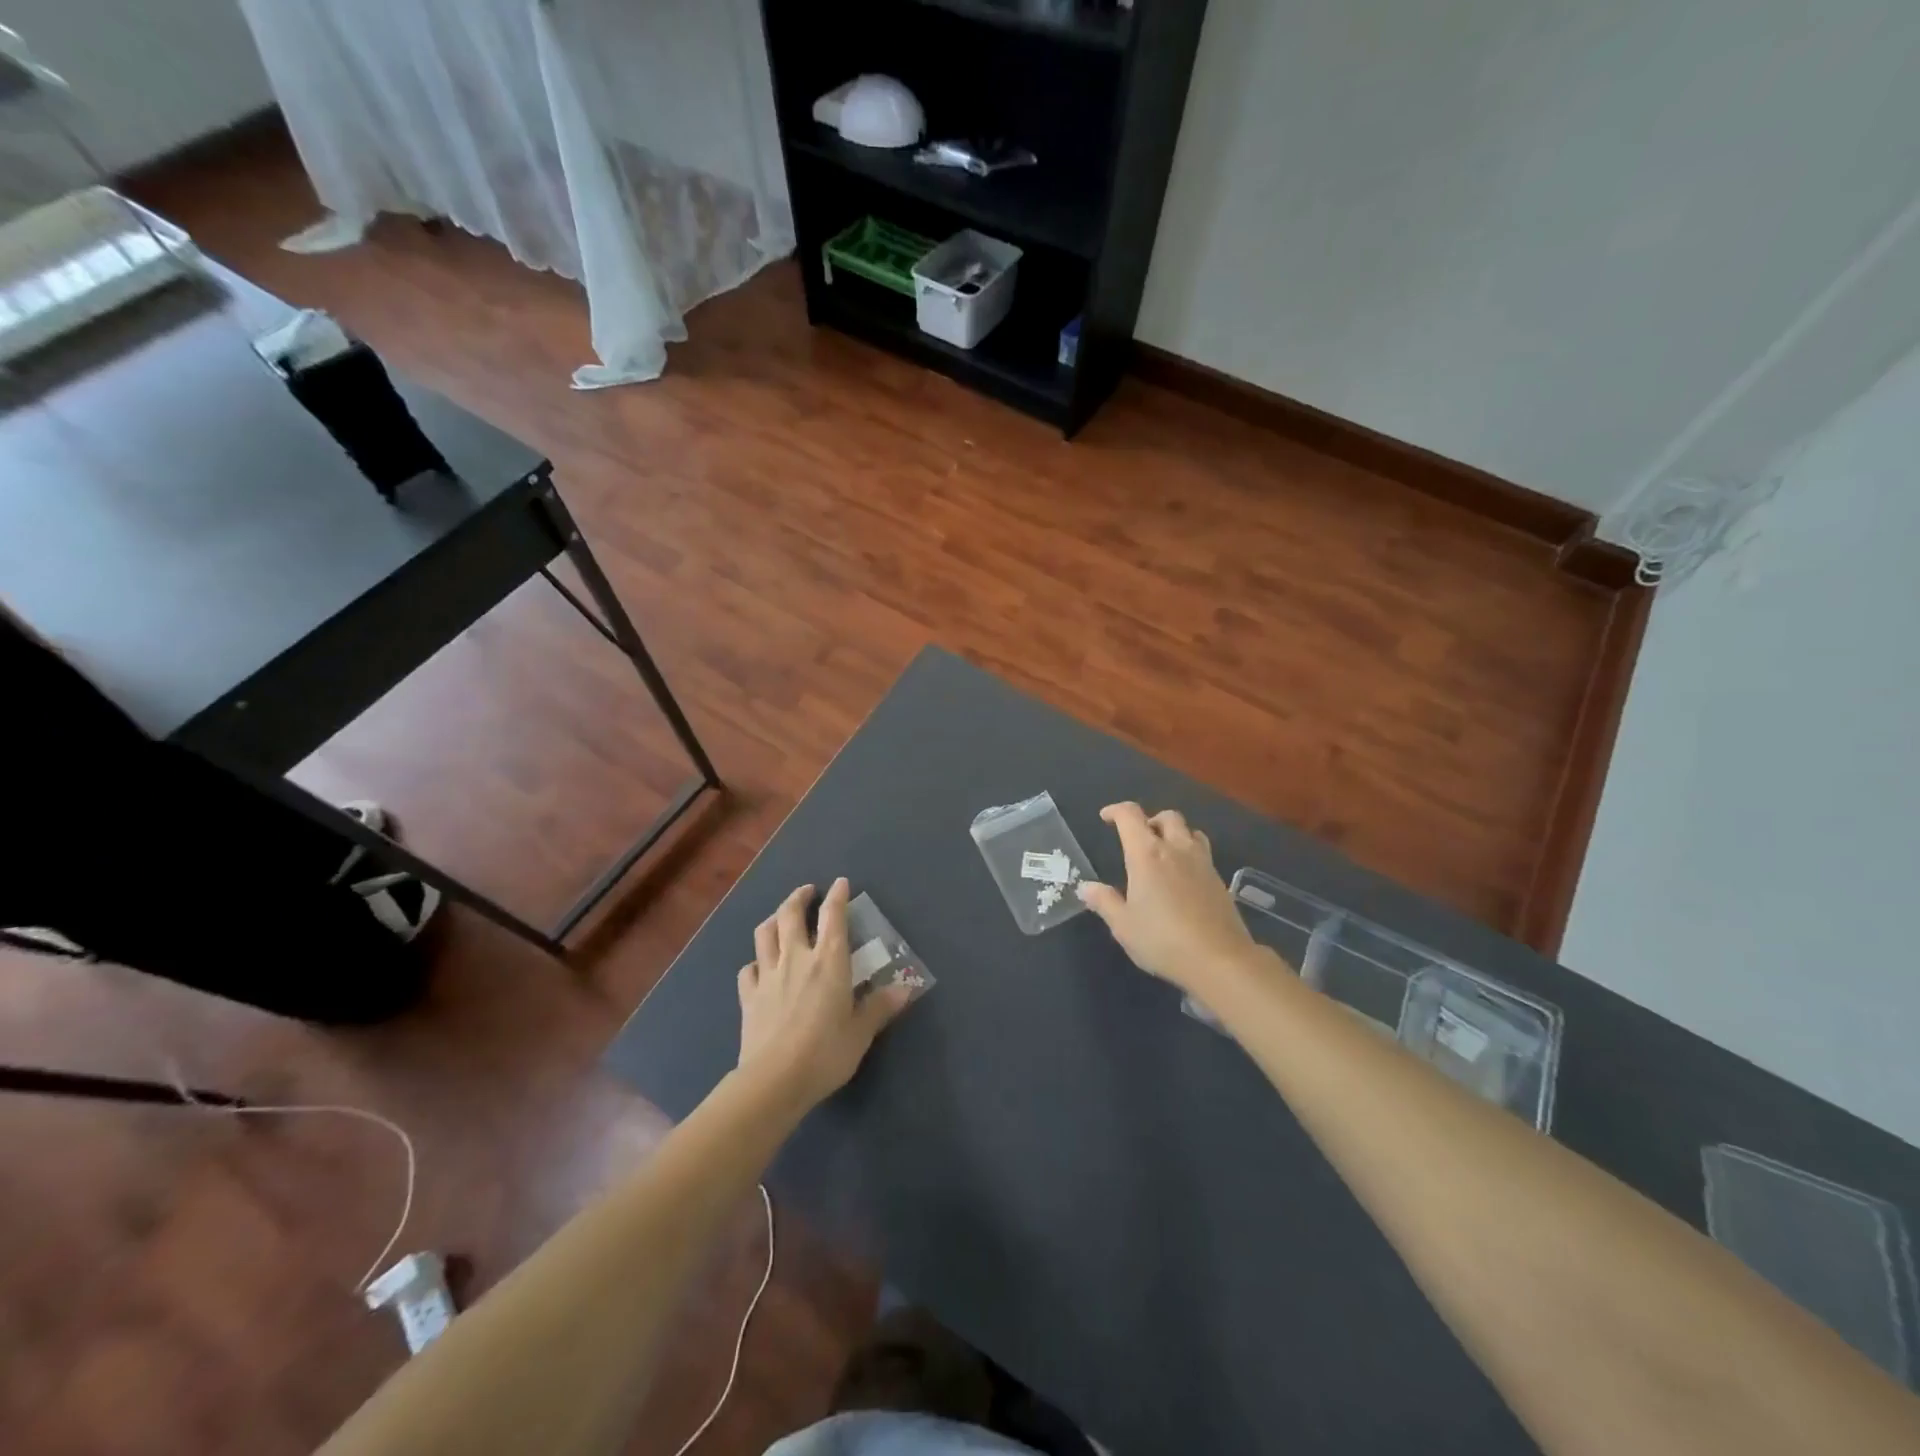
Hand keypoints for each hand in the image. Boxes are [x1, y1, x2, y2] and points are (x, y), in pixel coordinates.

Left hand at [737, 878, 912, 1104]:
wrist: (774, 1081)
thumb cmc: (825, 1052)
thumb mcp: (861, 1032)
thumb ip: (881, 1007)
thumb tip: (906, 988)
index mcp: (829, 961)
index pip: (833, 917)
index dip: (838, 896)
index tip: (841, 883)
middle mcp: (796, 958)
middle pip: (790, 915)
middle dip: (799, 897)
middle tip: (808, 891)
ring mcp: (768, 975)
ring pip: (765, 933)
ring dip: (773, 918)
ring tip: (780, 917)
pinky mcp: (748, 996)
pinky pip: (748, 968)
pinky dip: (756, 960)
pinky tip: (760, 966)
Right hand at [1077, 803, 1262, 997]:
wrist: (1220, 960)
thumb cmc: (1163, 940)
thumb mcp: (1123, 925)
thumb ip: (1104, 902)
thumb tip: (1086, 887)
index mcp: (1147, 854)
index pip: (1130, 816)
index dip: (1116, 810)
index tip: (1105, 817)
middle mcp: (1176, 849)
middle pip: (1167, 817)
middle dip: (1150, 820)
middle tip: (1138, 838)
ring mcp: (1202, 863)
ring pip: (1191, 831)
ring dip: (1175, 833)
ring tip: (1164, 852)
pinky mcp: (1220, 880)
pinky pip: (1203, 853)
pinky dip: (1190, 854)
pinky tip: (1184, 878)